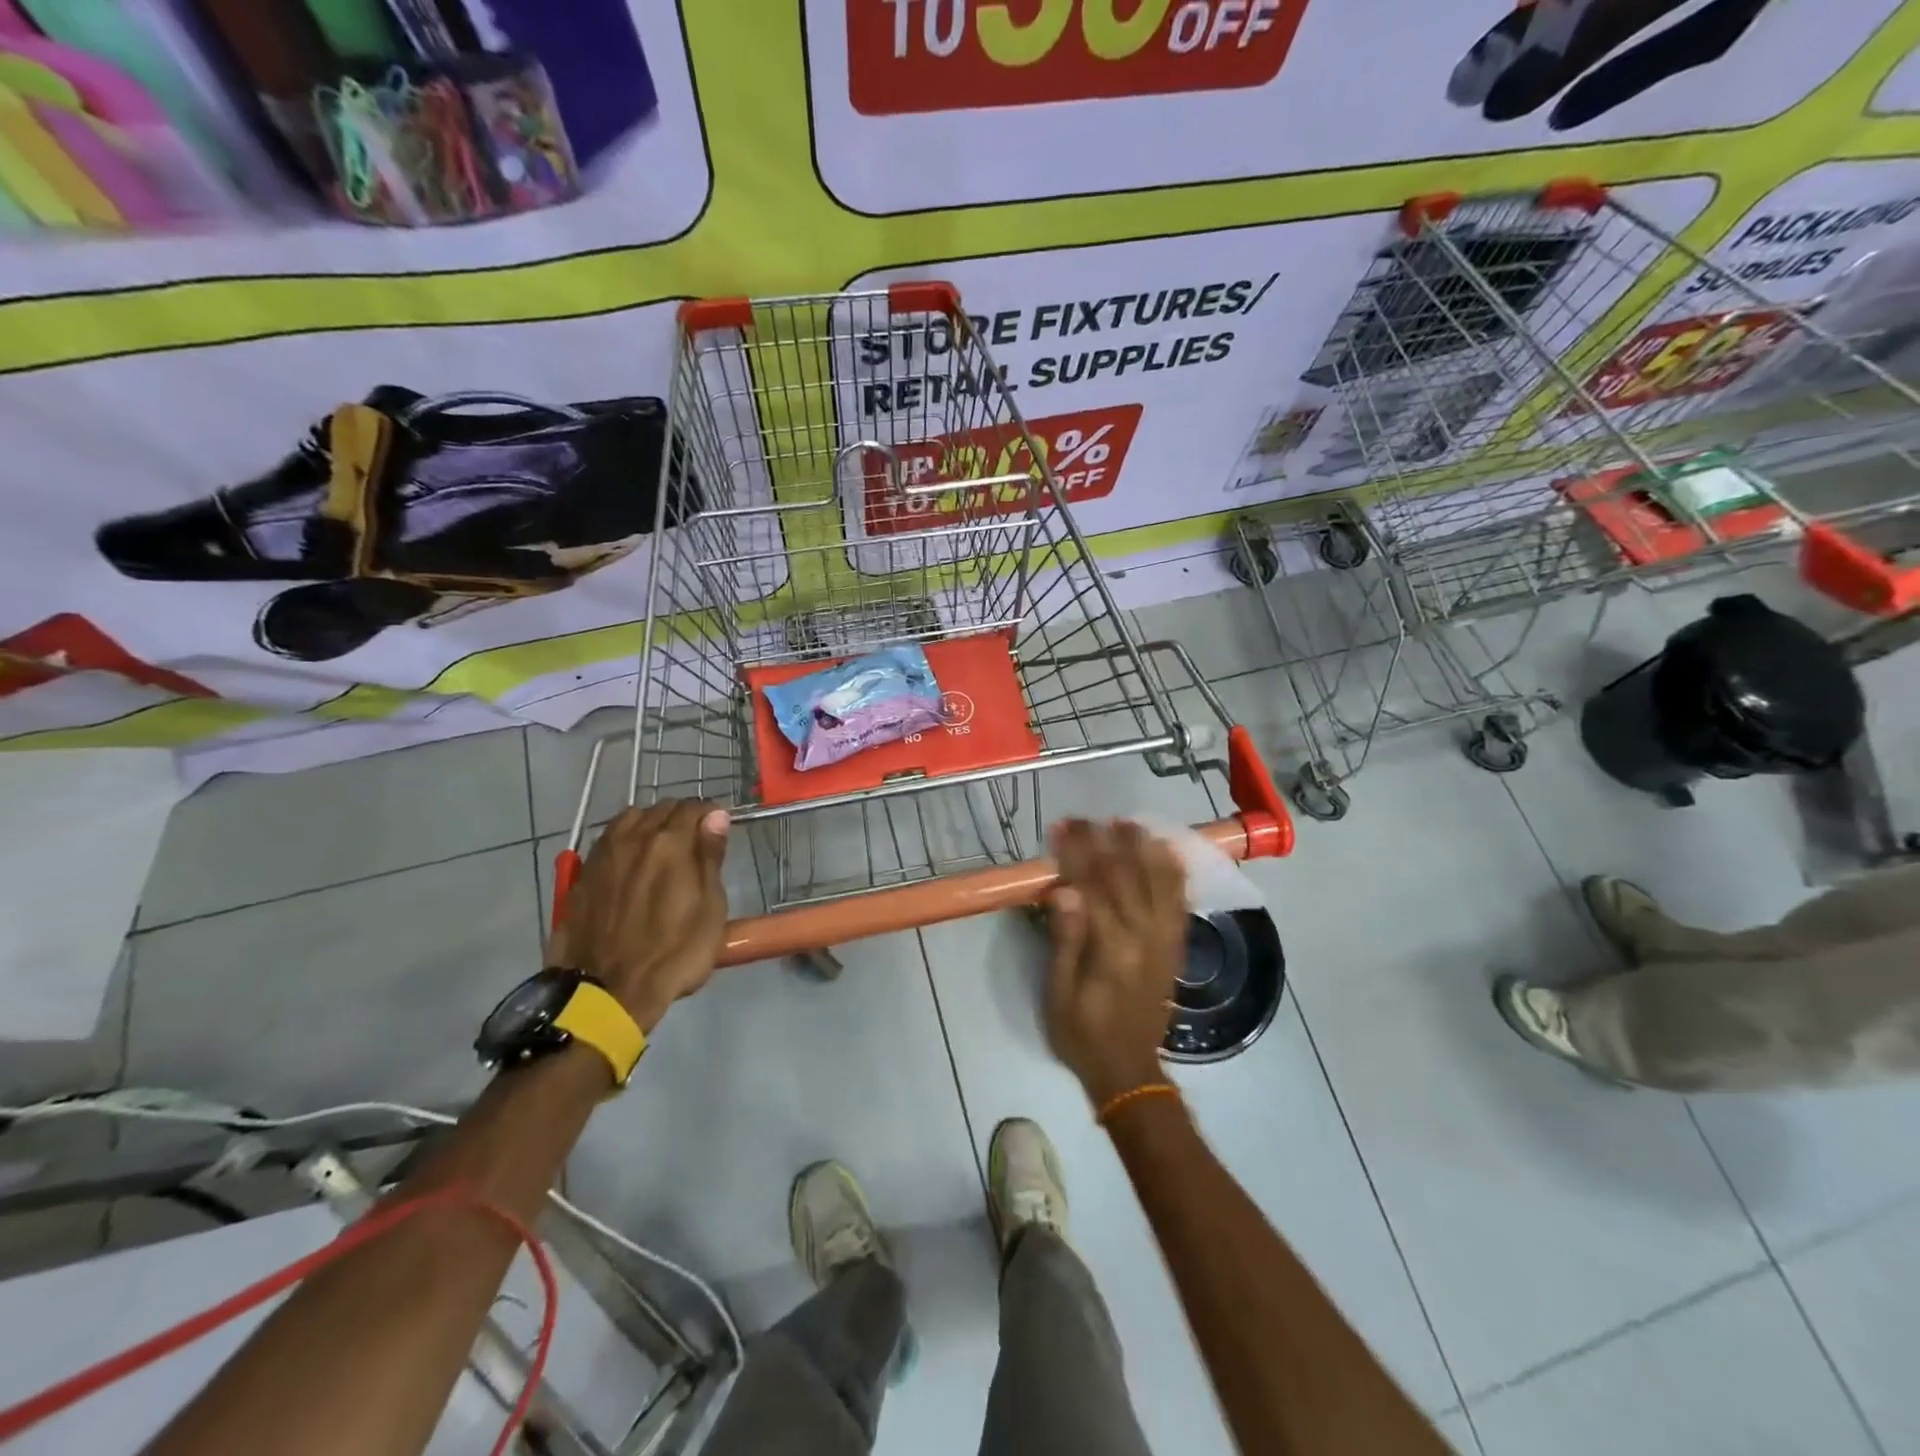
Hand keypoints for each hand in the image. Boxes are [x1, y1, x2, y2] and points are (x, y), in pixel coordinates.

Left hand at [548, 801, 730, 1030]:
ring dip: (650, 824)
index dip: (711, 815)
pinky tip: (631, 861)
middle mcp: (634, 838)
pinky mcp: (582, 875)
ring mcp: (603, 855)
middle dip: (682, 817)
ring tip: (661, 846)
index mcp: (670, 843)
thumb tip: (715, 816)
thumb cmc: (674, 953)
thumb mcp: (710, 909)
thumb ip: (710, 857)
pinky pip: (608, 841)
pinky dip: (625, 840)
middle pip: (661, 809)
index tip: (719, 829)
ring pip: (630, 819)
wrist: (607, 992)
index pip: (694, 808)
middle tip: (695, 840)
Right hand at [1044, 819, 1187, 1106]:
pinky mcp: (1175, 946)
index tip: (1061, 828)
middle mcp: (1143, 935)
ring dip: (1143, 848)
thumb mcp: (1057, 993)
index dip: (1076, 852)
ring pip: (1158, 882)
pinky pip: (1179, 901)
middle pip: (1124, 875)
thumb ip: (1064, 940)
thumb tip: (1064, 890)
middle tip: (1085, 818)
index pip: (1092, 884)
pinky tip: (1166, 852)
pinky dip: (1174, 873)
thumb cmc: (1081, 1032)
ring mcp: (1164, 939)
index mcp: (1110, 946)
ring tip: (1127, 823)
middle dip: (1104, 841)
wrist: (1128, 1070)